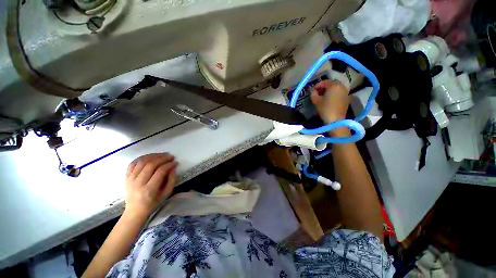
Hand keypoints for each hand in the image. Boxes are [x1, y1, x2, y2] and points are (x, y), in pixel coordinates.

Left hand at [124, 153, 177, 217]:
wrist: (135, 210)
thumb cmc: (154, 202)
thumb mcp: (167, 193)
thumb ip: (172, 179)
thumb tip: (173, 167)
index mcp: (149, 189)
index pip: (160, 172)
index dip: (169, 165)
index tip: (175, 162)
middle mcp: (138, 183)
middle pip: (150, 165)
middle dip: (162, 158)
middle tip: (170, 156)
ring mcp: (130, 179)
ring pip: (141, 162)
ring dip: (153, 156)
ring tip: (162, 154)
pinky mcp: (126, 177)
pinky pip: (133, 163)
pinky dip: (142, 157)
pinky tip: (150, 156)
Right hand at [310, 80, 349, 123]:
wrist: (335, 120)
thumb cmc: (325, 109)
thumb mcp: (316, 101)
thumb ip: (313, 93)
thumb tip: (313, 91)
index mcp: (334, 85)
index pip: (324, 82)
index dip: (317, 85)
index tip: (312, 90)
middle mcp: (341, 86)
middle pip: (332, 83)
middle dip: (324, 86)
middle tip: (318, 92)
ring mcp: (345, 92)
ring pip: (336, 88)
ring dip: (330, 90)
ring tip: (323, 96)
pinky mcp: (347, 98)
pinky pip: (340, 92)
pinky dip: (334, 93)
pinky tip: (329, 100)